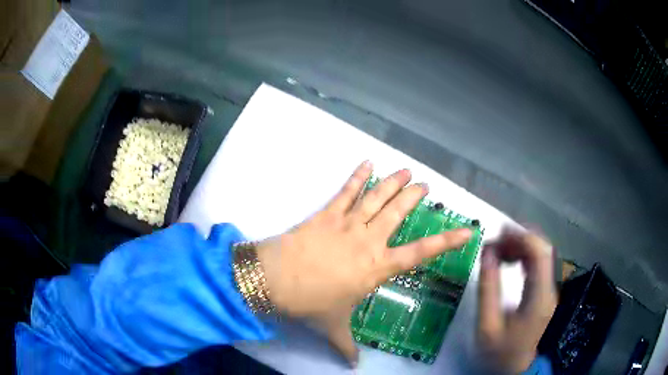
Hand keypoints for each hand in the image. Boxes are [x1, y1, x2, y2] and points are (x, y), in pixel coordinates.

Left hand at [257, 161, 471, 364]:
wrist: (277, 280)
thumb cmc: (312, 304)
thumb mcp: (334, 327)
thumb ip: (347, 346)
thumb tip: (354, 366)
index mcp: (378, 267)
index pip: (421, 252)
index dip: (447, 241)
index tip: (466, 230)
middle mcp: (369, 241)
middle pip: (398, 212)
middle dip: (414, 196)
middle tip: (425, 185)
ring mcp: (348, 224)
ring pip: (377, 197)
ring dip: (393, 182)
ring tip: (406, 170)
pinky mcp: (327, 214)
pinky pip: (345, 191)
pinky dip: (357, 176)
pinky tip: (367, 162)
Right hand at [477, 228, 556, 373]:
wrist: (516, 370)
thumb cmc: (500, 352)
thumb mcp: (487, 325)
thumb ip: (488, 288)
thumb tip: (486, 253)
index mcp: (539, 296)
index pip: (539, 252)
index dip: (521, 236)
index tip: (498, 233)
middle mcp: (549, 288)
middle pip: (542, 249)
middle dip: (519, 238)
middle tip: (494, 242)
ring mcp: (549, 290)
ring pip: (541, 254)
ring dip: (521, 246)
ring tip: (498, 249)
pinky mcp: (544, 293)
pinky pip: (538, 265)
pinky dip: (523, 256)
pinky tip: (509, 260)